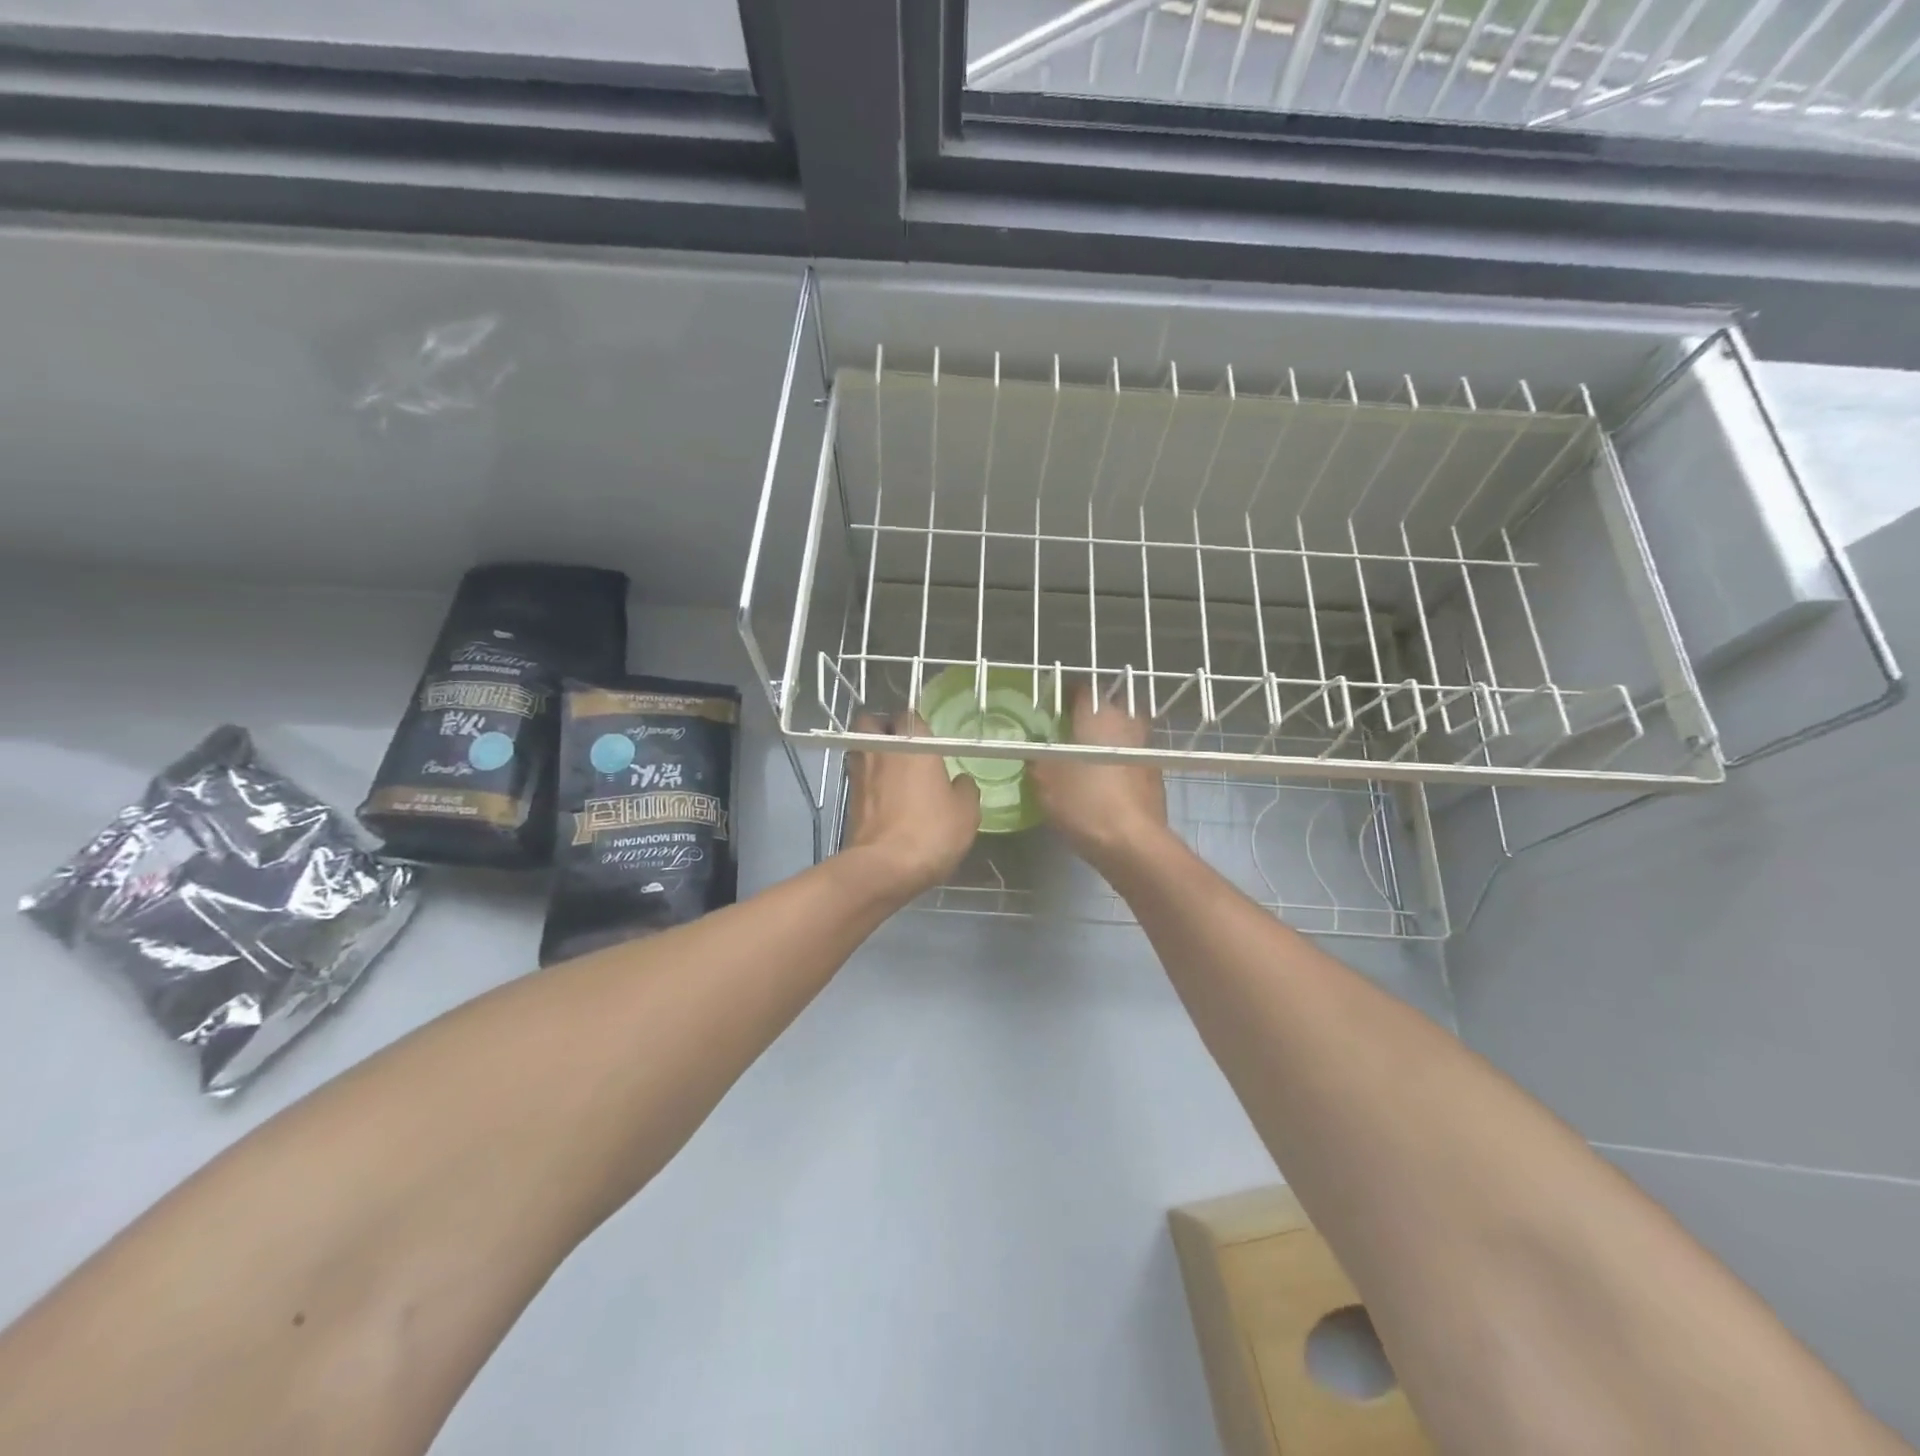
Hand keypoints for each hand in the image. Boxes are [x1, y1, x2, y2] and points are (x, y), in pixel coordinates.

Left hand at [842, 712, 980, 903]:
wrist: (884, 867)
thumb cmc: (931, 831)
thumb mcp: (966, 812)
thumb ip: (964, 789)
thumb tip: (959, 781)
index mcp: (913, 743)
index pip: (910, 716)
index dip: (917, 726)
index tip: (928, 741)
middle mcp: (881, 749)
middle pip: (872, 722)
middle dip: (883, 729)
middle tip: (901, 747)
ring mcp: (859, 773)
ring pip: (861, 748)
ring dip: (873, 754)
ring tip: (892, 773)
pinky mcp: (849, 798)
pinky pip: (858, 777)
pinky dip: (868, 782)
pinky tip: (884, 798)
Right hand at [1029, 682, 1172, 875]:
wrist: (1133, 843)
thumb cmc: (1085, 803)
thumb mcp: (1045, 782)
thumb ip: (1037, 760)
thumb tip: (1034, 752)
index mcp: (1098, 716)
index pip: (1082, 689)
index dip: (1065, 694)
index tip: (1052, 705)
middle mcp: (1126, 723)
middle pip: (1110, 704)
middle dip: (1092, 712)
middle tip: (1072, 726)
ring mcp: (1145, 747)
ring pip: (1125, 728)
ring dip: (1109, 734)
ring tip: (1088, 751)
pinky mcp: (1155, 772)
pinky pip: (1133, 753)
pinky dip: (1120, 757)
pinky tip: (1105, 776)